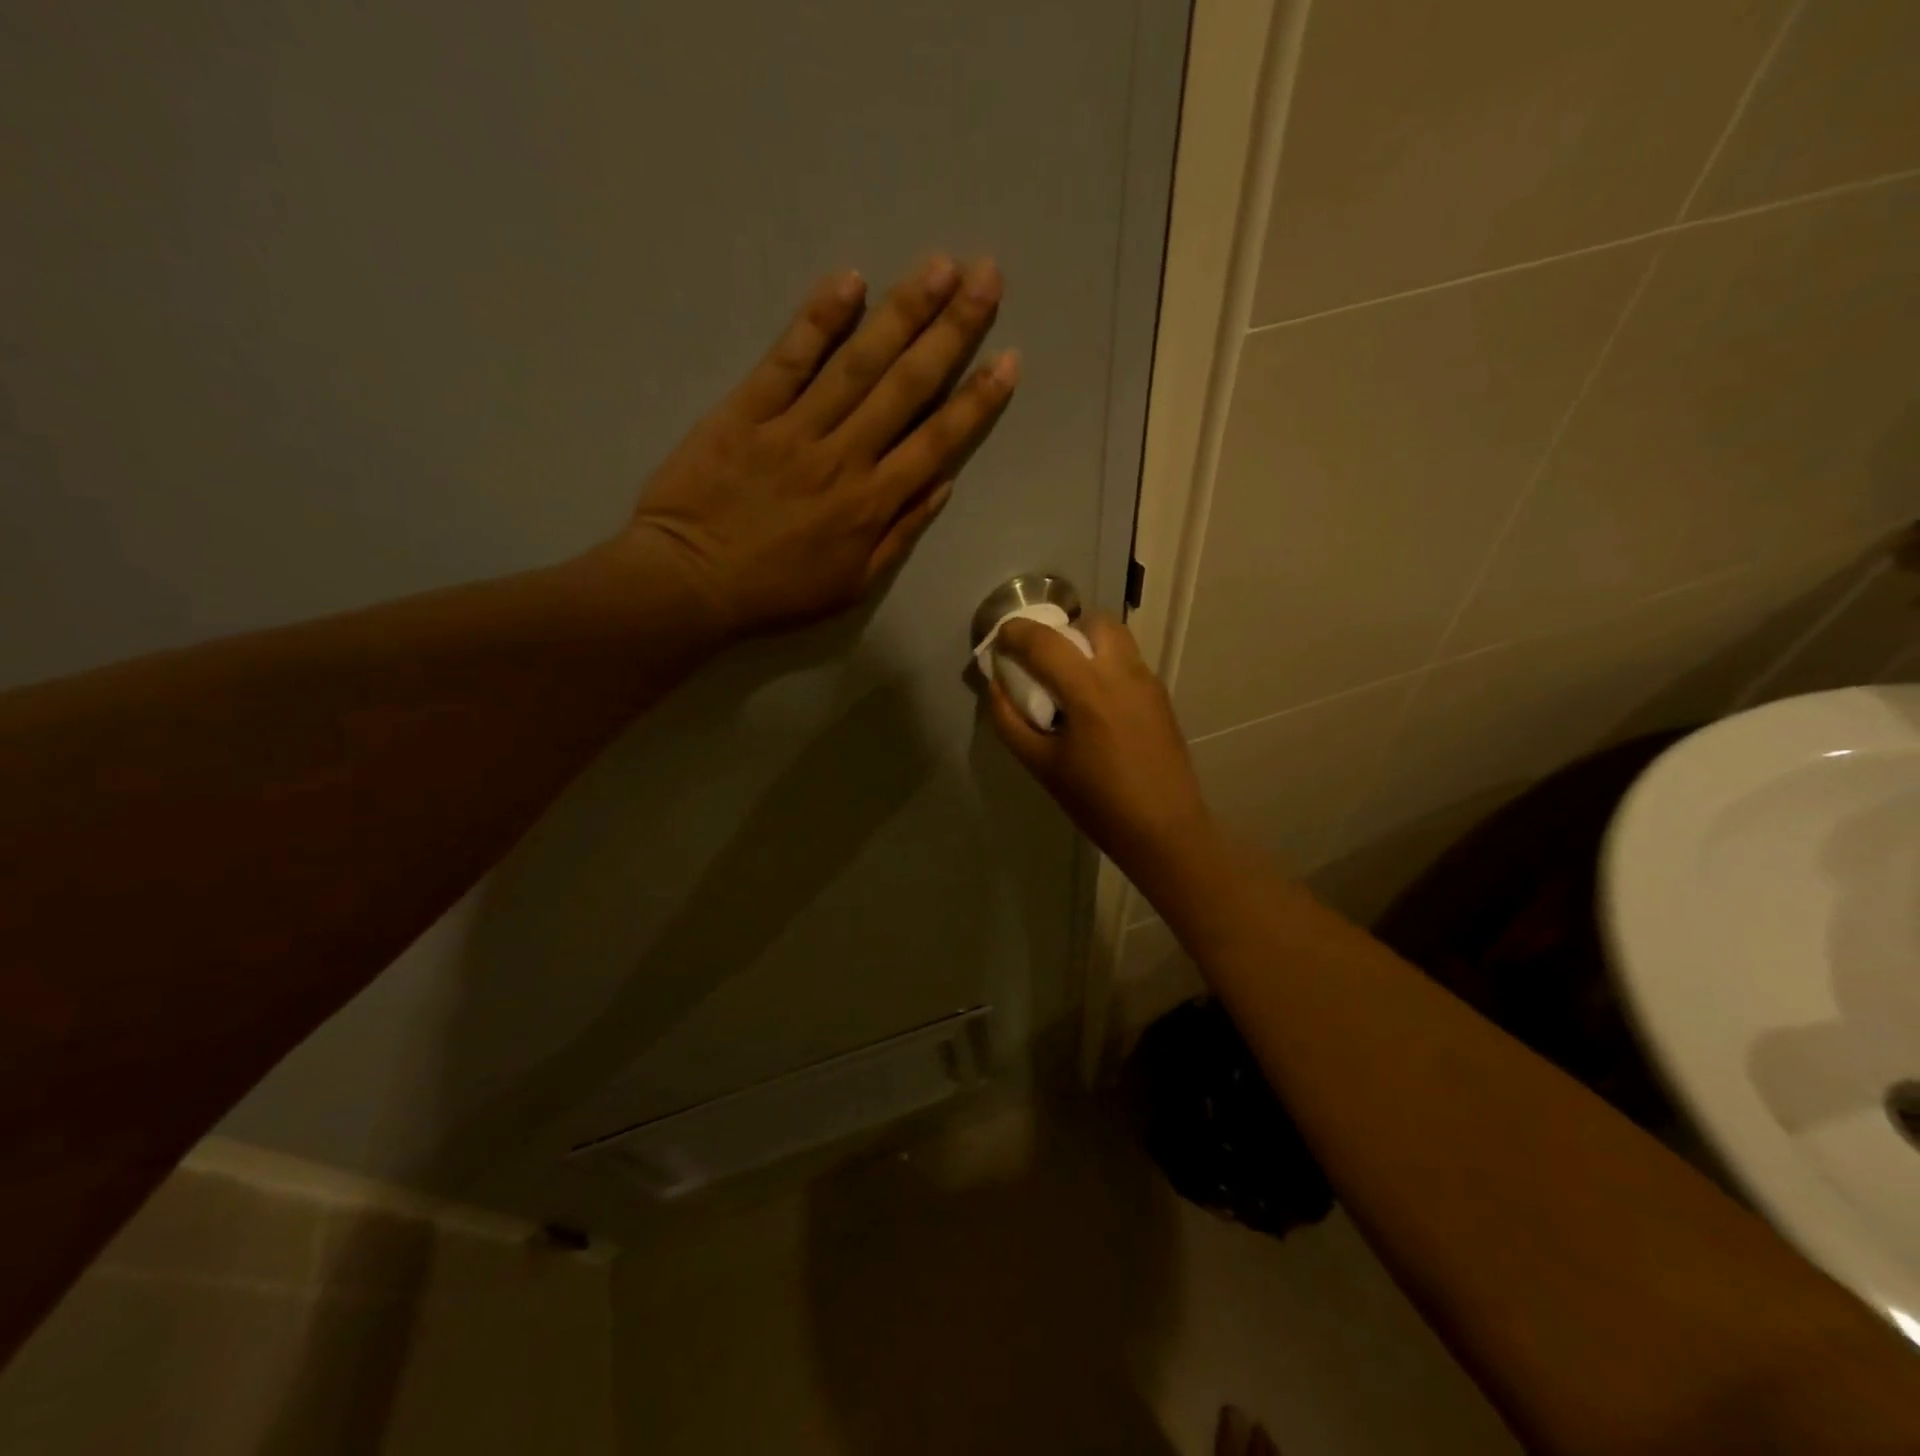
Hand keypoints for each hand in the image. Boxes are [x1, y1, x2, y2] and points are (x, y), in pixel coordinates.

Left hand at [612, 255, 1017, 638]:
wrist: (690, 582)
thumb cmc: (776, 592)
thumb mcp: (852, 585)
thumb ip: (900, 533)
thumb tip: (942, 484)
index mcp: (872, 504)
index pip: (937, 442)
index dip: (976, 399)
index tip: (1008, 359)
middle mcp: (844, 457)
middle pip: (906, 386)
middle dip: (952, 331)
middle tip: (986, 277)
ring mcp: (794, 428)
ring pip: (857, 363)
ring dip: (901, 312)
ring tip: (939, 265)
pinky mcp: (746, 410)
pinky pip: (788, 359)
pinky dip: (819, 320)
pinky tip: (850, 282)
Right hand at [985, 612, 1214, 880]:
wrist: (1164, 830)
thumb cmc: (1097, 802)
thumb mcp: (1041, 766)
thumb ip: (1010, 721)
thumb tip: (996, 685)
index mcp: (1089, 690)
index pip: (1044, 640)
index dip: (1015, 633)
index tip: (999, 641)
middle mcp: (1123, 673)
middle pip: (1093, 622)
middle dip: (1062, 630)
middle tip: (1042, 660)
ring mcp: (1148, 683)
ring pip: (1116, 639)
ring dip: (1087, 645)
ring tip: (1069, 683)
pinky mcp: (1161, 698)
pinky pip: (1129, 663)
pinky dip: (1105, 666)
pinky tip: (1095, 707)